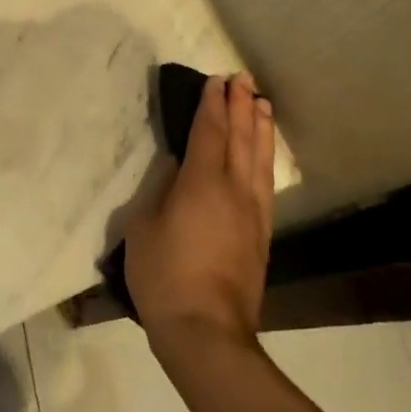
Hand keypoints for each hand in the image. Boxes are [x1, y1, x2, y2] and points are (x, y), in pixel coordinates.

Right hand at [124, 74, 274, 350]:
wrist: (207, 332)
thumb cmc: (165, 276)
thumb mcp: (143, 228)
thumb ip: (160, 192)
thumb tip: (177, 171)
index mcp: (201, 182)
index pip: (209, 131)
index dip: (211, 104)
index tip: (215, 81)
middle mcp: (233, 189)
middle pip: (240, 137)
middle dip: (240, 105)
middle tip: (242, 79)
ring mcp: (252, 212)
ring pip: (259, 158)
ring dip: (260, 127)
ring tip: (262, 104)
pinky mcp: (262, 235)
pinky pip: (267, 184)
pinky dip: (267, 159)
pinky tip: (266, 155)